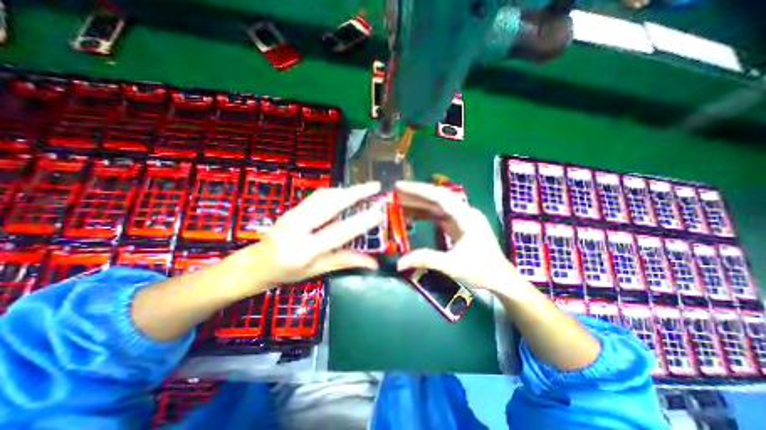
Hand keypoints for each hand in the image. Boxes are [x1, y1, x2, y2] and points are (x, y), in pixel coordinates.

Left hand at [226, 181, 385, 294]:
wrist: (256, 264)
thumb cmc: (287, 272)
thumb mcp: (318, 270)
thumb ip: (346, 261)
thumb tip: (374, 263)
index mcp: (303, 250)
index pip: (337, 233)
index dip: (359, 222)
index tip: (378, 213)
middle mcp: (295, 228)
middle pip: (329, 205)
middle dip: (355, 193)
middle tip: (375, 186)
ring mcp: (291, 215)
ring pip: (322, 196)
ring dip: (346, 190)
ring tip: (364, 188)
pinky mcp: (291, 208)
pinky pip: (316, 196)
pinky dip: (334, 191)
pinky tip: (345, 191)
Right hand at [394, 182, 533, 299]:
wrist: (500, 278)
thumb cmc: (481, 270)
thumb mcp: (452, 265)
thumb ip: (425, 259)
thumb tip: (399, 263)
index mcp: (466, 217)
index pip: (439, 197)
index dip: (418, 190)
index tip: (399, 187)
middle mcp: (464, 212)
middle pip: (438, 196)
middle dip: (416, 194)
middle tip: (395, 193)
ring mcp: (462, 217)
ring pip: (438, 205)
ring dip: (419, 203)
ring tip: (399, 202)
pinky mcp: (459, 224)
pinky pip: (439, 214)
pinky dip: (425, 213)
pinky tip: (413, 214)